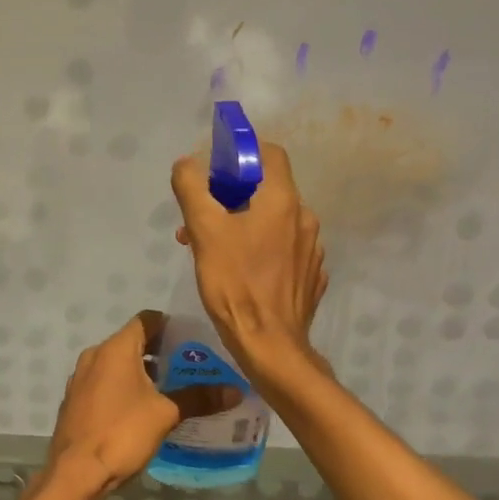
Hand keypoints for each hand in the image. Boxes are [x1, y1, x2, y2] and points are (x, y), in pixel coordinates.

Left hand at [42, 311, 237, 499]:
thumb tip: (235, 391)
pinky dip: (124, 387)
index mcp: (115, 348)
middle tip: (189, 366)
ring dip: (142, 372)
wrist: (75, 472)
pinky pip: (105, 383)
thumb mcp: (166, 414)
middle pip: (132, 342)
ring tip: (171, 388)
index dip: (170, 325)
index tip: (192, 338)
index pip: (146, 320)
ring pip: (117, 364)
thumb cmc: (122, 432)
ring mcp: (81, 378)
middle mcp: (94, 355)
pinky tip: (143, 408)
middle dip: (160, 351)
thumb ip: (199, 398)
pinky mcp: (76, 400)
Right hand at [170, 142, 326, 385]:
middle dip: (230, 197)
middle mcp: (305, 218)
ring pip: (273, 222)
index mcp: (283, 200)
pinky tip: (239, 271)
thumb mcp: (204, 231)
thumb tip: (186, 163)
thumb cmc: (235, 283)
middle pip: (267, 190)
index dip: (242, 155)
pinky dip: (260, 250)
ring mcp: (312, 249)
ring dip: (242, 225)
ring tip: (211, 250)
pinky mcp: (310, 276)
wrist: (270, 345)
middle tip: (200, 219)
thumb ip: (192, 189)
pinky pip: (283, 250)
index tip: (215, 172)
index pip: (270, 154)